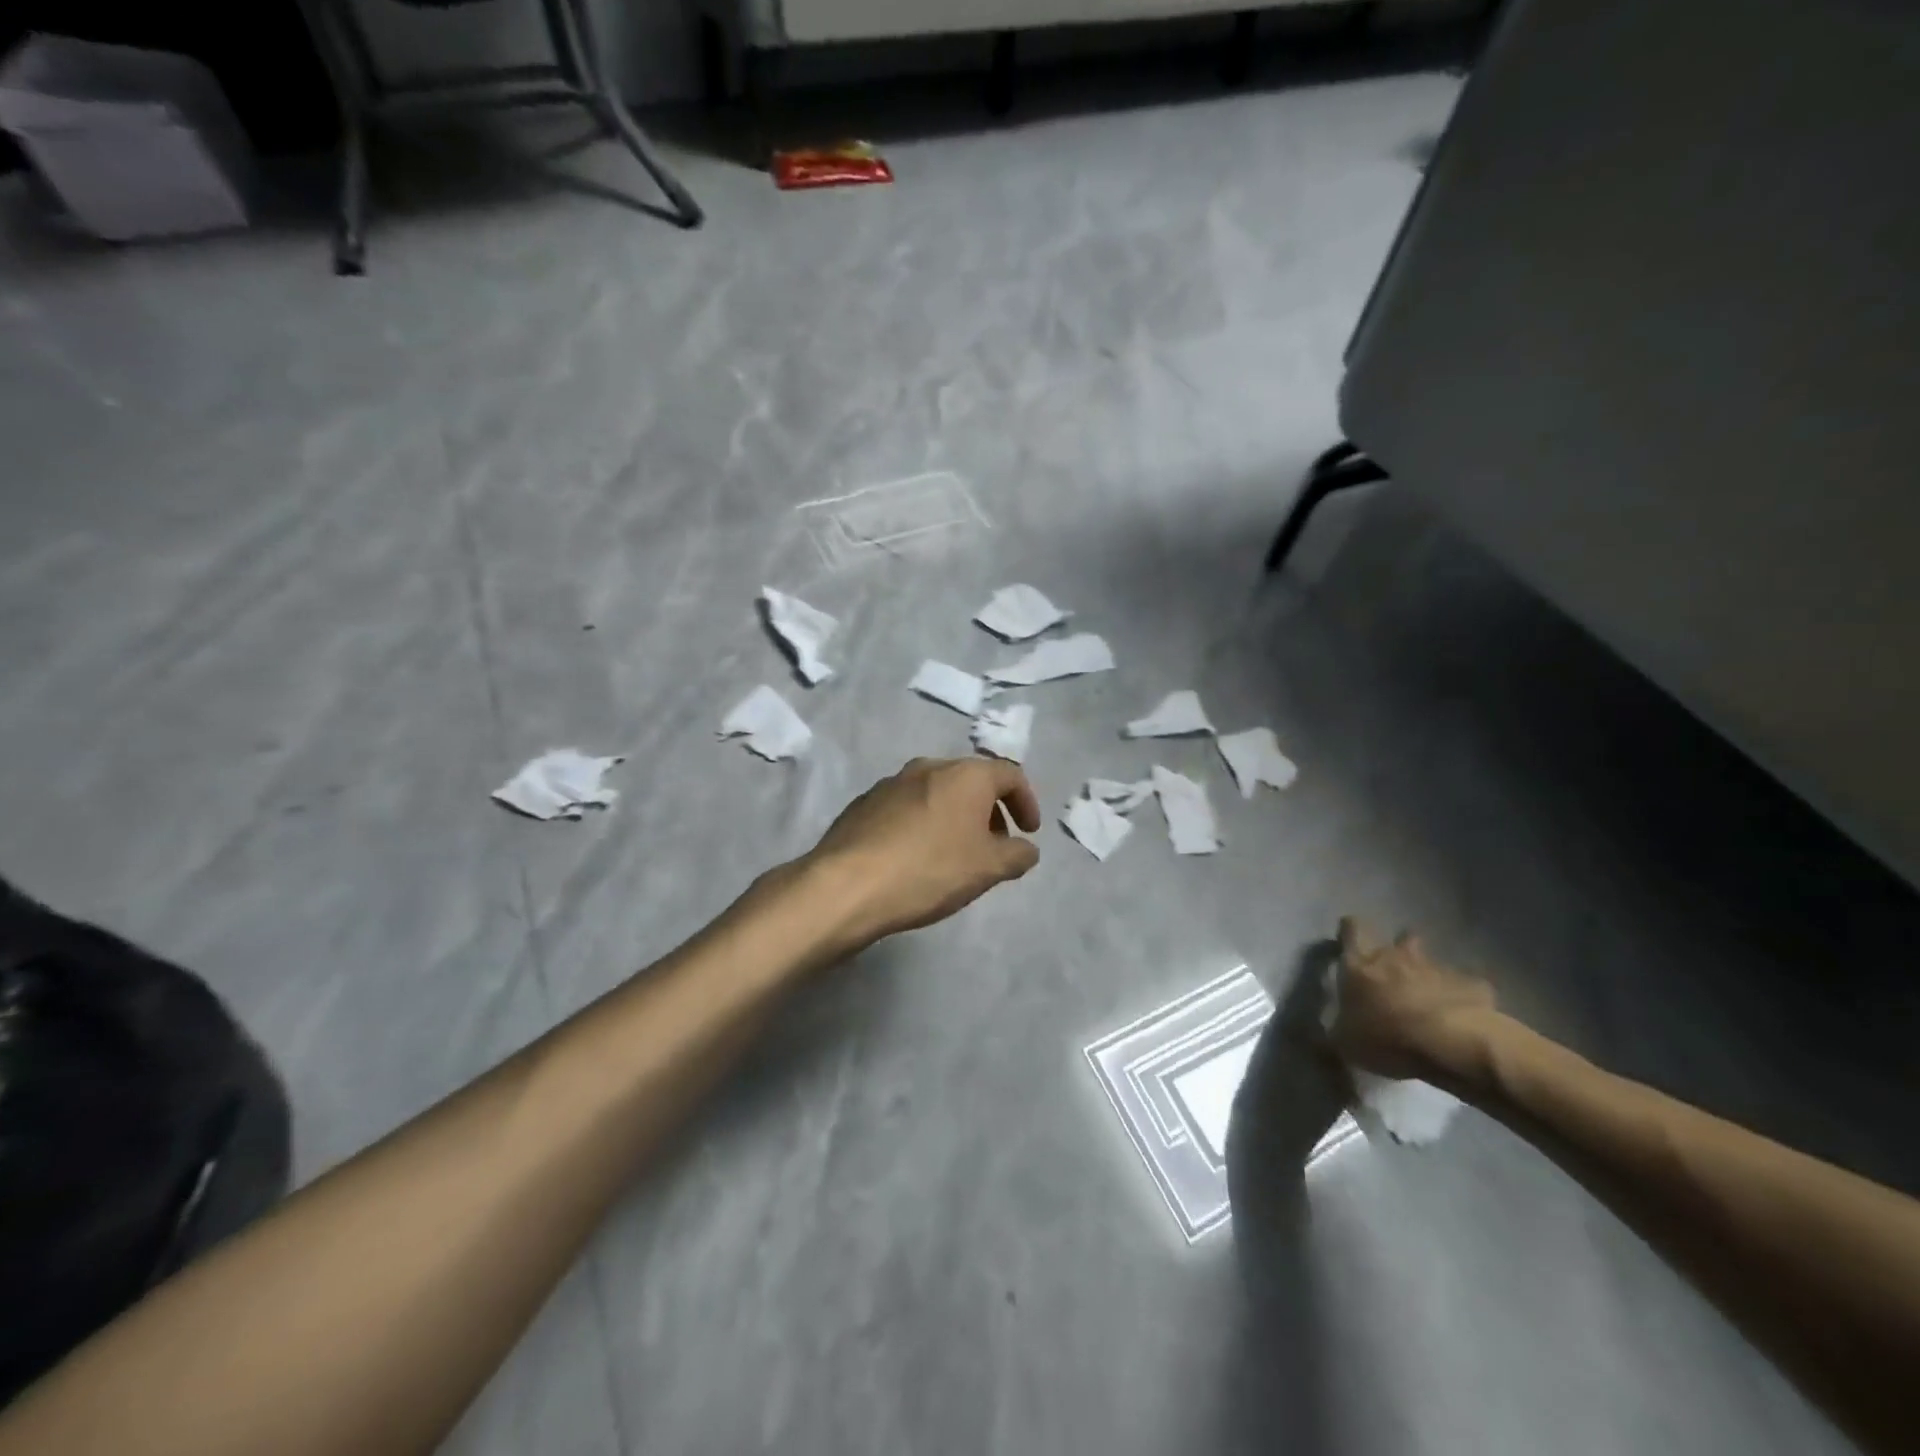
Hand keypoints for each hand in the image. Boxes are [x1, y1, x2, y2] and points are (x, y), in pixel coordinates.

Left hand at [803, 758, 1041, 945]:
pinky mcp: (865, 803)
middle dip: (990, 811)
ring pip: (937, 792)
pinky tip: (917, 857)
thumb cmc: (930, 870)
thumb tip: (1026, 849)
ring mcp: (892, 782)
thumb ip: (1016, 855)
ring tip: (956, 854)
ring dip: (956, 817)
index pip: (1010, 775)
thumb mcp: (987, 869)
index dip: (1026, 802)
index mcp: (965, 775)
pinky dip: (924, 824)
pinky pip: (907, 807)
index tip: (1029, 832)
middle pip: (972, 781)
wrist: (847, 884)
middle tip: (995, 845)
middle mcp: (929, 767)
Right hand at [1328, 917, 1498, 1080]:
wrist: (1452, 1044)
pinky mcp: (1473, 986)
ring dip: (1429, 976)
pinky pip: (1465, 986)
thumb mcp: (1345, 1043)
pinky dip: (1461, 997)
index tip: (1350, 941)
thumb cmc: (1387, 1037)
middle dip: (1399, 951)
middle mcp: (1397, 957)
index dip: (1350, 931)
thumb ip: (1334, 1033)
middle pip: (1400, 938)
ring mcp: (1438, 969)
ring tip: (1430, 1001)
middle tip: (1396, 975)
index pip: (1351, 928)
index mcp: (1361, 964)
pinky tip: (1461, 1018)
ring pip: (1432, 963)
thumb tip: (1322, 1036)